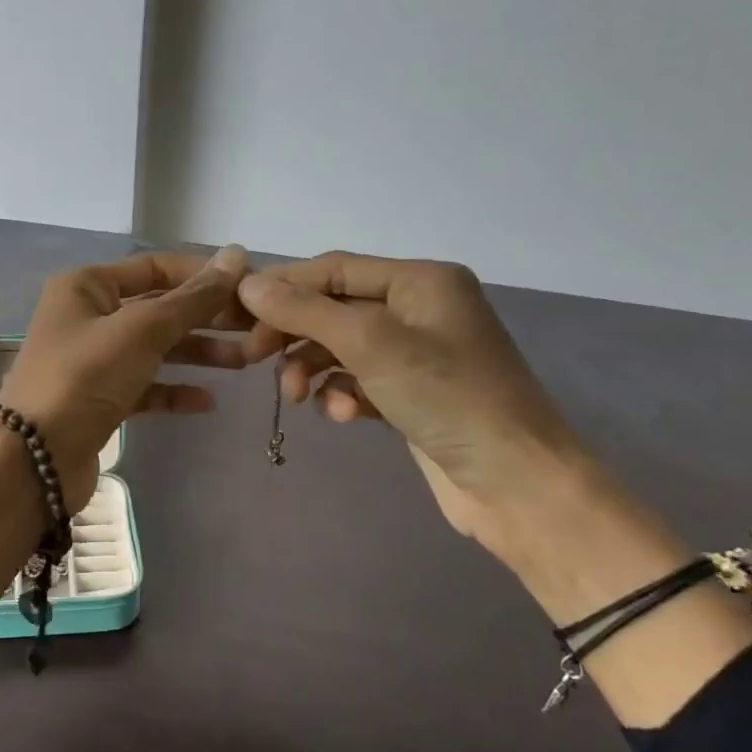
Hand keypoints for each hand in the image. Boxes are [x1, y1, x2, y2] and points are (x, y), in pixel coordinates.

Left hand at [0, 247, 250, 509]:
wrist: (35, 458)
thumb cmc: (85, 377)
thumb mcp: (142, 330)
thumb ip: (192, 298)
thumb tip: (237, 256)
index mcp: (87, 285)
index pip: (156, 267)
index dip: (204, 276)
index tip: (252, 289)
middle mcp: (88, 316)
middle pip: (159, 308)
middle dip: (207, 317)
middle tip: (256, 328)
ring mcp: (92, 360)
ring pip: (155, 348)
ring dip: (197, 353)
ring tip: (245, 360)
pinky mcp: (98, 399)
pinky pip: (144, 386)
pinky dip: (173, 390)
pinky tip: (207, 401)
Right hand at [238, 253, 600, 557]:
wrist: (514, 481)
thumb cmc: (447, 397)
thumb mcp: (370, 345)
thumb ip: (306, 311)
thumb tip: (248, 284)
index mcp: (420, 280)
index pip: (335, 269)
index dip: (284, 287)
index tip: (238, 314)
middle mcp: (419, 308)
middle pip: (335, 308)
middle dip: (296, 334)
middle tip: (255, 359)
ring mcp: (417, 353)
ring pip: (341, 348)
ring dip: (313, 369)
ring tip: (297, 398)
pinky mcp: (412, 393)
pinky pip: (359, 380)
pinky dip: (343, 394)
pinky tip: (345, 416)